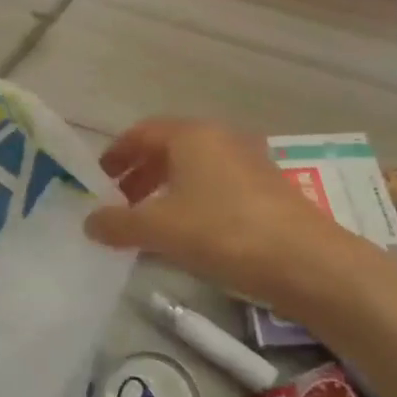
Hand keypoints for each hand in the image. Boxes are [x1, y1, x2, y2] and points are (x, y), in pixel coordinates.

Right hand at [84, 118, 394, 321]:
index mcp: (191, 135)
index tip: (97, 180)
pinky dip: (191, 202)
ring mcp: (248, 163)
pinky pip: (215, 187)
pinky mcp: (266, 190)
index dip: (115, 154)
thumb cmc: (222, 232)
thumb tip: (89, 222)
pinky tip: (186, 235)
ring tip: (148, 223)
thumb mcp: (158, 229)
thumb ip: (117, 223)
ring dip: (164, 191)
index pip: (141, 133)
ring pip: (193, 170)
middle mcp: (221, 139)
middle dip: (138, 175)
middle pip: (167, 149)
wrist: (307, 262)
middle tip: (118, 204)